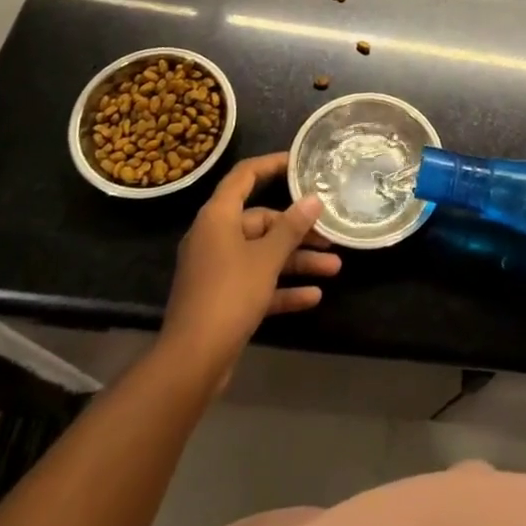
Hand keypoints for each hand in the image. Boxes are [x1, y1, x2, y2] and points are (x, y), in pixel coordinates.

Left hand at [159, 152, 340, 388]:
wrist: (191, 362)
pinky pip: (257, 284)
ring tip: (335, 267)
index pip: (244, 176)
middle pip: (261, 222)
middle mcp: (214, 237)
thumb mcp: (266, 258)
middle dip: (298, 231)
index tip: (301, 163)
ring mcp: (217, 270)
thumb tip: (313, 199)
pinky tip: (314, 296)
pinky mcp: (222, 299)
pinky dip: (282, 288)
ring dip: (297, 261)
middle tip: (330, 235)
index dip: (272, 165)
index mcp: (218, 217)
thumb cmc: (229, 295)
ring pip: (263, 255)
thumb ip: (292, 227)